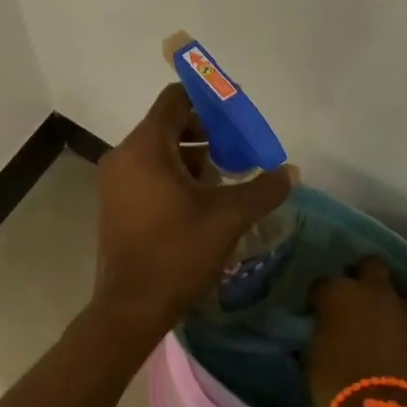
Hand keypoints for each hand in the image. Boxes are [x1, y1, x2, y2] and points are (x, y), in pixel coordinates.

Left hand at [92, 85, 293, 332]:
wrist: (130, 308)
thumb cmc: (177, 253)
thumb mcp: (228, 218)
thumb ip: (263, 189)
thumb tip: (290, 172)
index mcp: (146, 147)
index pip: (175, 99)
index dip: (209, 100)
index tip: (237, 116)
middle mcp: (124, 155)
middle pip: (169, 124)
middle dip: (207, 133)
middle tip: (240, 151)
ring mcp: (115, 181)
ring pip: (159, 151)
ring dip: (194, 157)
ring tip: (227, 178)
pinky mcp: (115, 203)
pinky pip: (148, 172)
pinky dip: (175, 175)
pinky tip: (203, 200)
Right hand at [305, 258, 406, 406]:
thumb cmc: (336, 382)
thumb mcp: (314, 355)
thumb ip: (320, 331)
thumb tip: (323, 328)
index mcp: (338, 293)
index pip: (322, 283)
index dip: (317, 297)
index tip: (314, 310)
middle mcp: (371, 291)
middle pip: (368, 265)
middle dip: (359, 275)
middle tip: (350, 296)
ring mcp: (400, 309)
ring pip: (391, 290)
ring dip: (382, 300)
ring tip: (372, 318)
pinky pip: (404, 316)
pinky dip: (395, 322)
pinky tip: (387, 337)